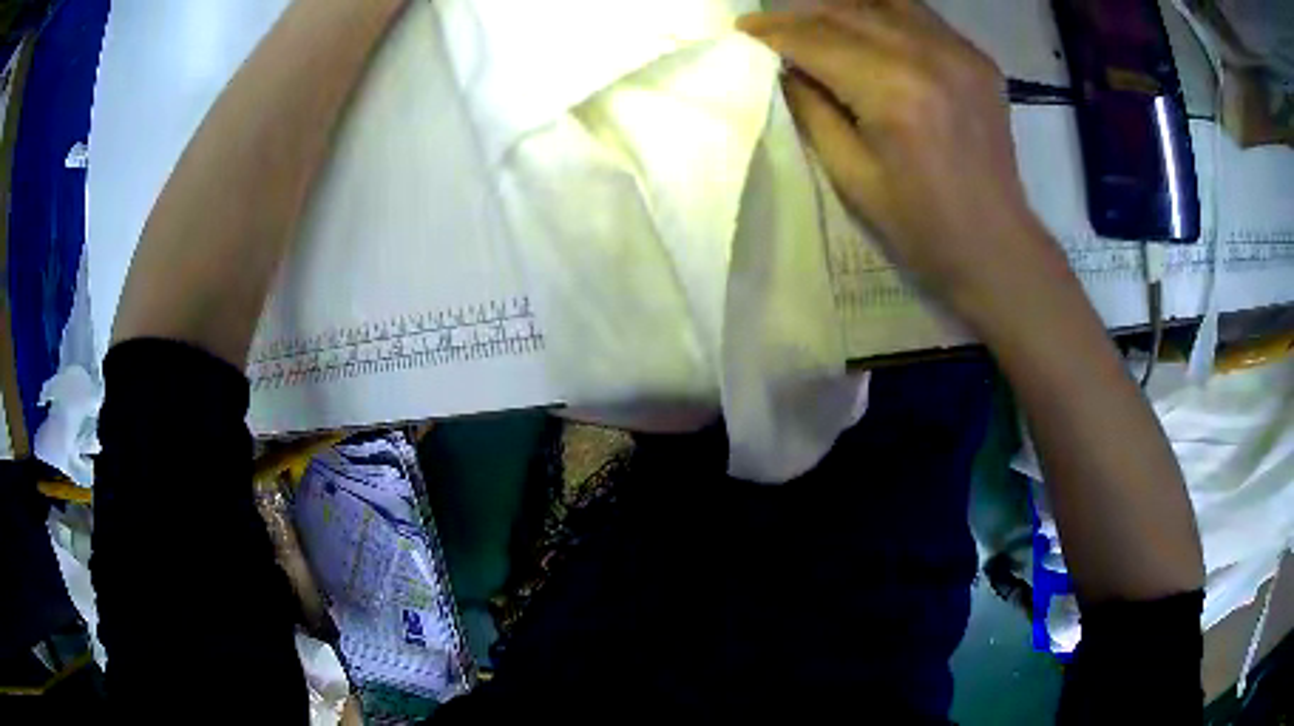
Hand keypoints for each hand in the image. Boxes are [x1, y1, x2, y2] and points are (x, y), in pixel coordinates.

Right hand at [740, 1, 1067, 329]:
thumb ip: (812, 109)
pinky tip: (865, 31)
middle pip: (848, 12)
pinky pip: (919, 16)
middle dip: (801, 16)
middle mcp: (930, 55)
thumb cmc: (921, 227)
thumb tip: (785, 67)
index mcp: (896, 92)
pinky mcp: (978, 58)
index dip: (775, 32)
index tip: (742, 30)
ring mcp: (961, 52)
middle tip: (770, 28)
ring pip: (883, 3)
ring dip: (840, 10)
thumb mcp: (850, 176)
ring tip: (814, 25)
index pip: (819, 40)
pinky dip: (883, 15)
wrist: (997, 246)